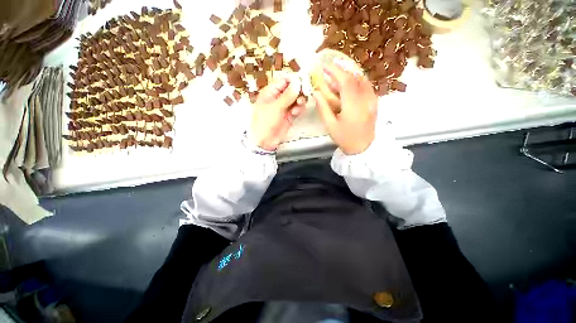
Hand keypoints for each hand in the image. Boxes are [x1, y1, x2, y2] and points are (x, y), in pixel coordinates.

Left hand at [248, 74, 305, 150]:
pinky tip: (295, 113)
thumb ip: (287, 95)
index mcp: (270, 92)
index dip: (293, 80)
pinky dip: (298, 109)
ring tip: (298, 106)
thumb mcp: (275, 107)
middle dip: (298, 91)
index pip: (283, 80)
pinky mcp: (289, 115)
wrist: (265, 141)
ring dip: (299, 101)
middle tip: (303, 95)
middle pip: (292, 89)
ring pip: (296, 99)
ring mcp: (284, 107)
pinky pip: (297, 108)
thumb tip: (298, 82)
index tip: (302, 82)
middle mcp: (278, 98)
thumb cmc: (265, 122)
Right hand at [313, 64, 377, 154]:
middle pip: (354, 77)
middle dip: (341, 70)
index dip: (335, 71)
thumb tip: (316, 93)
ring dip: (349, 74)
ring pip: (362, 79)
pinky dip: (356, 80)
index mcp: (353, 105)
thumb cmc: (345, 138)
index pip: (345, 81)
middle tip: (329, 69)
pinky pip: (366, 85)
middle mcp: (365, 98)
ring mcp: (372, 99)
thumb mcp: (330, 125)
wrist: (363, 147)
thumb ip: (323, 108)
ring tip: (337, 75)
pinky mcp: (374, 101)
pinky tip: (348, 84)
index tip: (324, 66)